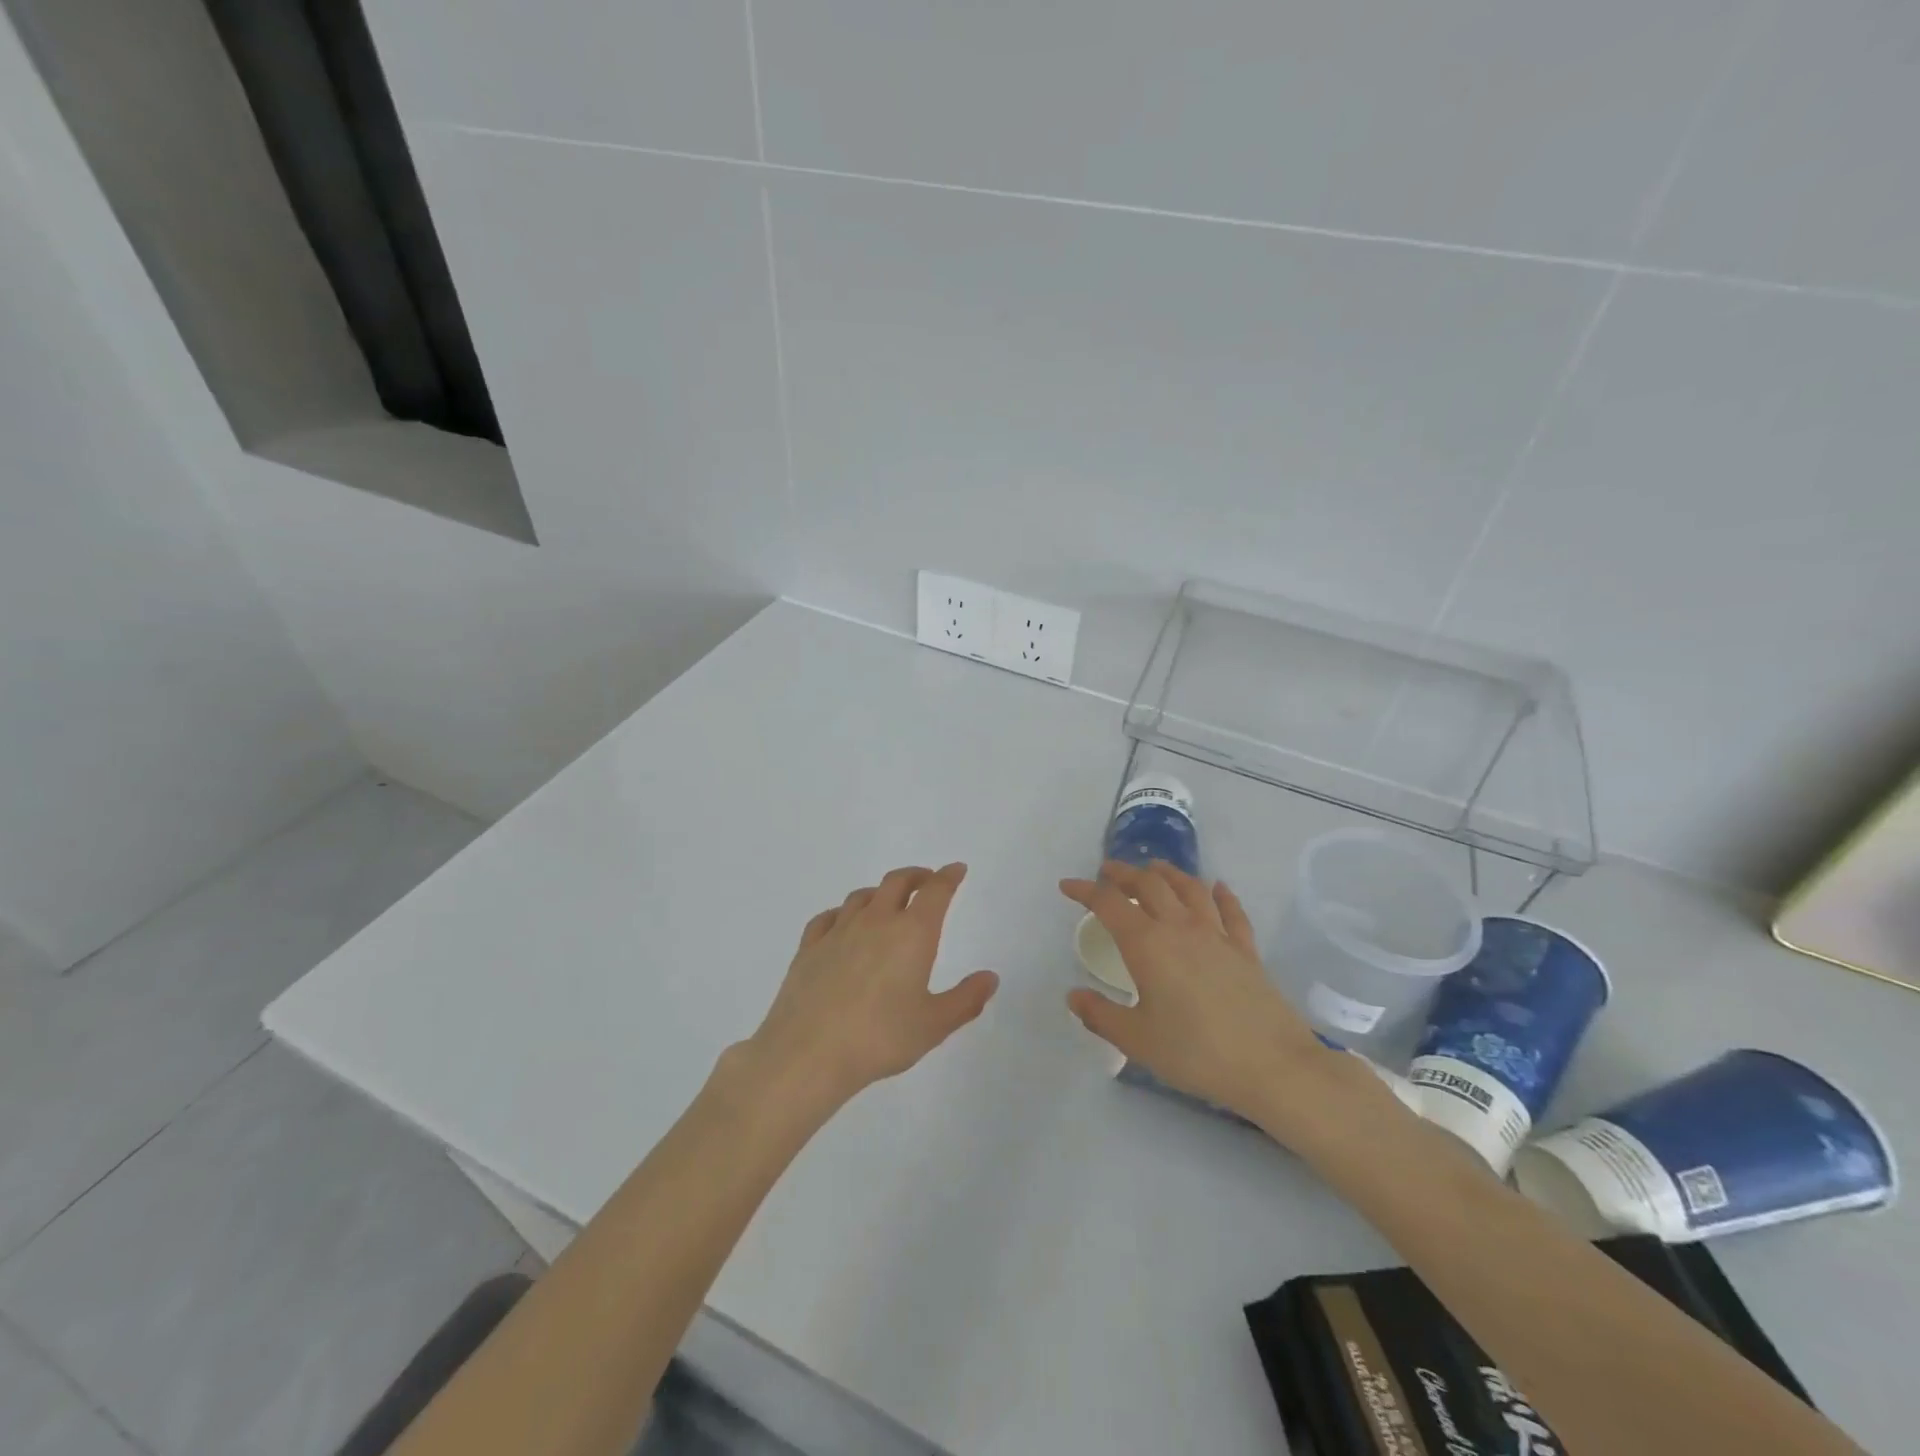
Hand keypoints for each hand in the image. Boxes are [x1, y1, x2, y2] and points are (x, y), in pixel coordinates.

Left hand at [741, 864, 998, 1113]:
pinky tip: (842, 924)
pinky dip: (842, 913)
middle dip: (916, 875)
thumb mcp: (934, 1025)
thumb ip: (966, 999)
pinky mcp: (809, 947)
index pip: (935, 892)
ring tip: (888, 901)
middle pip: (897, 882)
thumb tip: (990, 977)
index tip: (956, 870)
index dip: (948, 877)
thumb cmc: (880, 1038)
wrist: (808, 1053)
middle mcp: (876, 921)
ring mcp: (838, 931)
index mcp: (912, 934)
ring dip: (880, 892)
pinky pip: (828, 917)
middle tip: (927, 880)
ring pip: (862, 896)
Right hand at [1061, 861, 1366, 1136]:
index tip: (1067, 886)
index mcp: (1147, 944)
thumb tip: (1073, 996)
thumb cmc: (1196, 1052)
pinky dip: (1221, 894)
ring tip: (1154, 868)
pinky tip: (1217, 888)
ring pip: (1189, 888)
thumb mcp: (1137, 1040)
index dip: (1085, 890)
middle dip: (1124, 874)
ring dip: (1168, 873)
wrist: (1272, 1065)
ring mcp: (1217, 935)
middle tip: (1108, 872)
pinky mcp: (1246, 950)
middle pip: (1149, 885)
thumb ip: (1101, 1015)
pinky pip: (1231, 911)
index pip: (1109, 904)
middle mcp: (1180, 928)